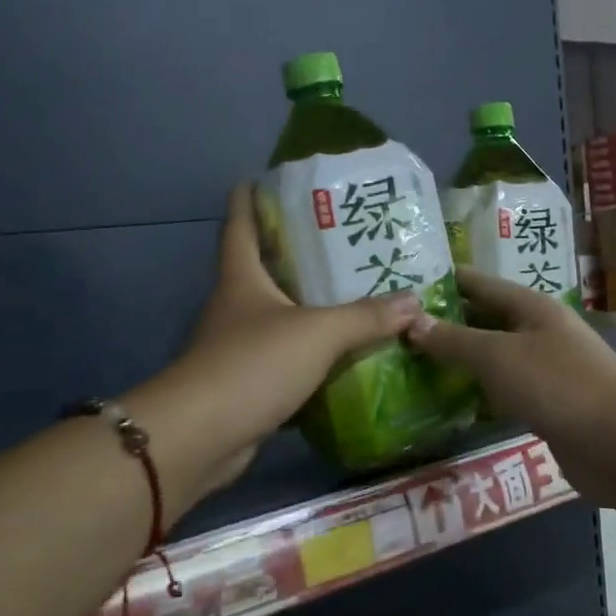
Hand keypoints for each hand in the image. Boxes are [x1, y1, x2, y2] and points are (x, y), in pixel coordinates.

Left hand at [154, 185, 418, 495]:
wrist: (201, 437)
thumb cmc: (252, 364)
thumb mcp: (317, 333)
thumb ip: (366, 317)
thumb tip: (414, 301)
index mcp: (242, 279)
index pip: (240, 225)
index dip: (249, 199)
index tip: (265, 178)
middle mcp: (235, 306)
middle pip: (262, 267)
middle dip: (295, 251)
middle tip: (341, 238)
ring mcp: (237, 346)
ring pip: (277, 315)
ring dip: (307, 304)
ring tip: (353, 292)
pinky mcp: (247, 383)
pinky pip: (285, 357)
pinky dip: (310, 352)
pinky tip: (341, 352)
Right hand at [405, 269, 615, 503]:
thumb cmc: (559, 386)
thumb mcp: (498, 357)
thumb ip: (454, 340)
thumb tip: (411, 322)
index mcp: (532, 307)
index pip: (479, 284)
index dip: (444, 282)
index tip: (403, 285)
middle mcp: (540, 331)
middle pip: (485, 319)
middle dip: (446, 322)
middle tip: (396, 327)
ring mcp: (546, 369)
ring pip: (494, 356)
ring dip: (460, 359)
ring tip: (412, 361)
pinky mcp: (548, 404)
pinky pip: (504, 389)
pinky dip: (479, 390)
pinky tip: (449, 399)